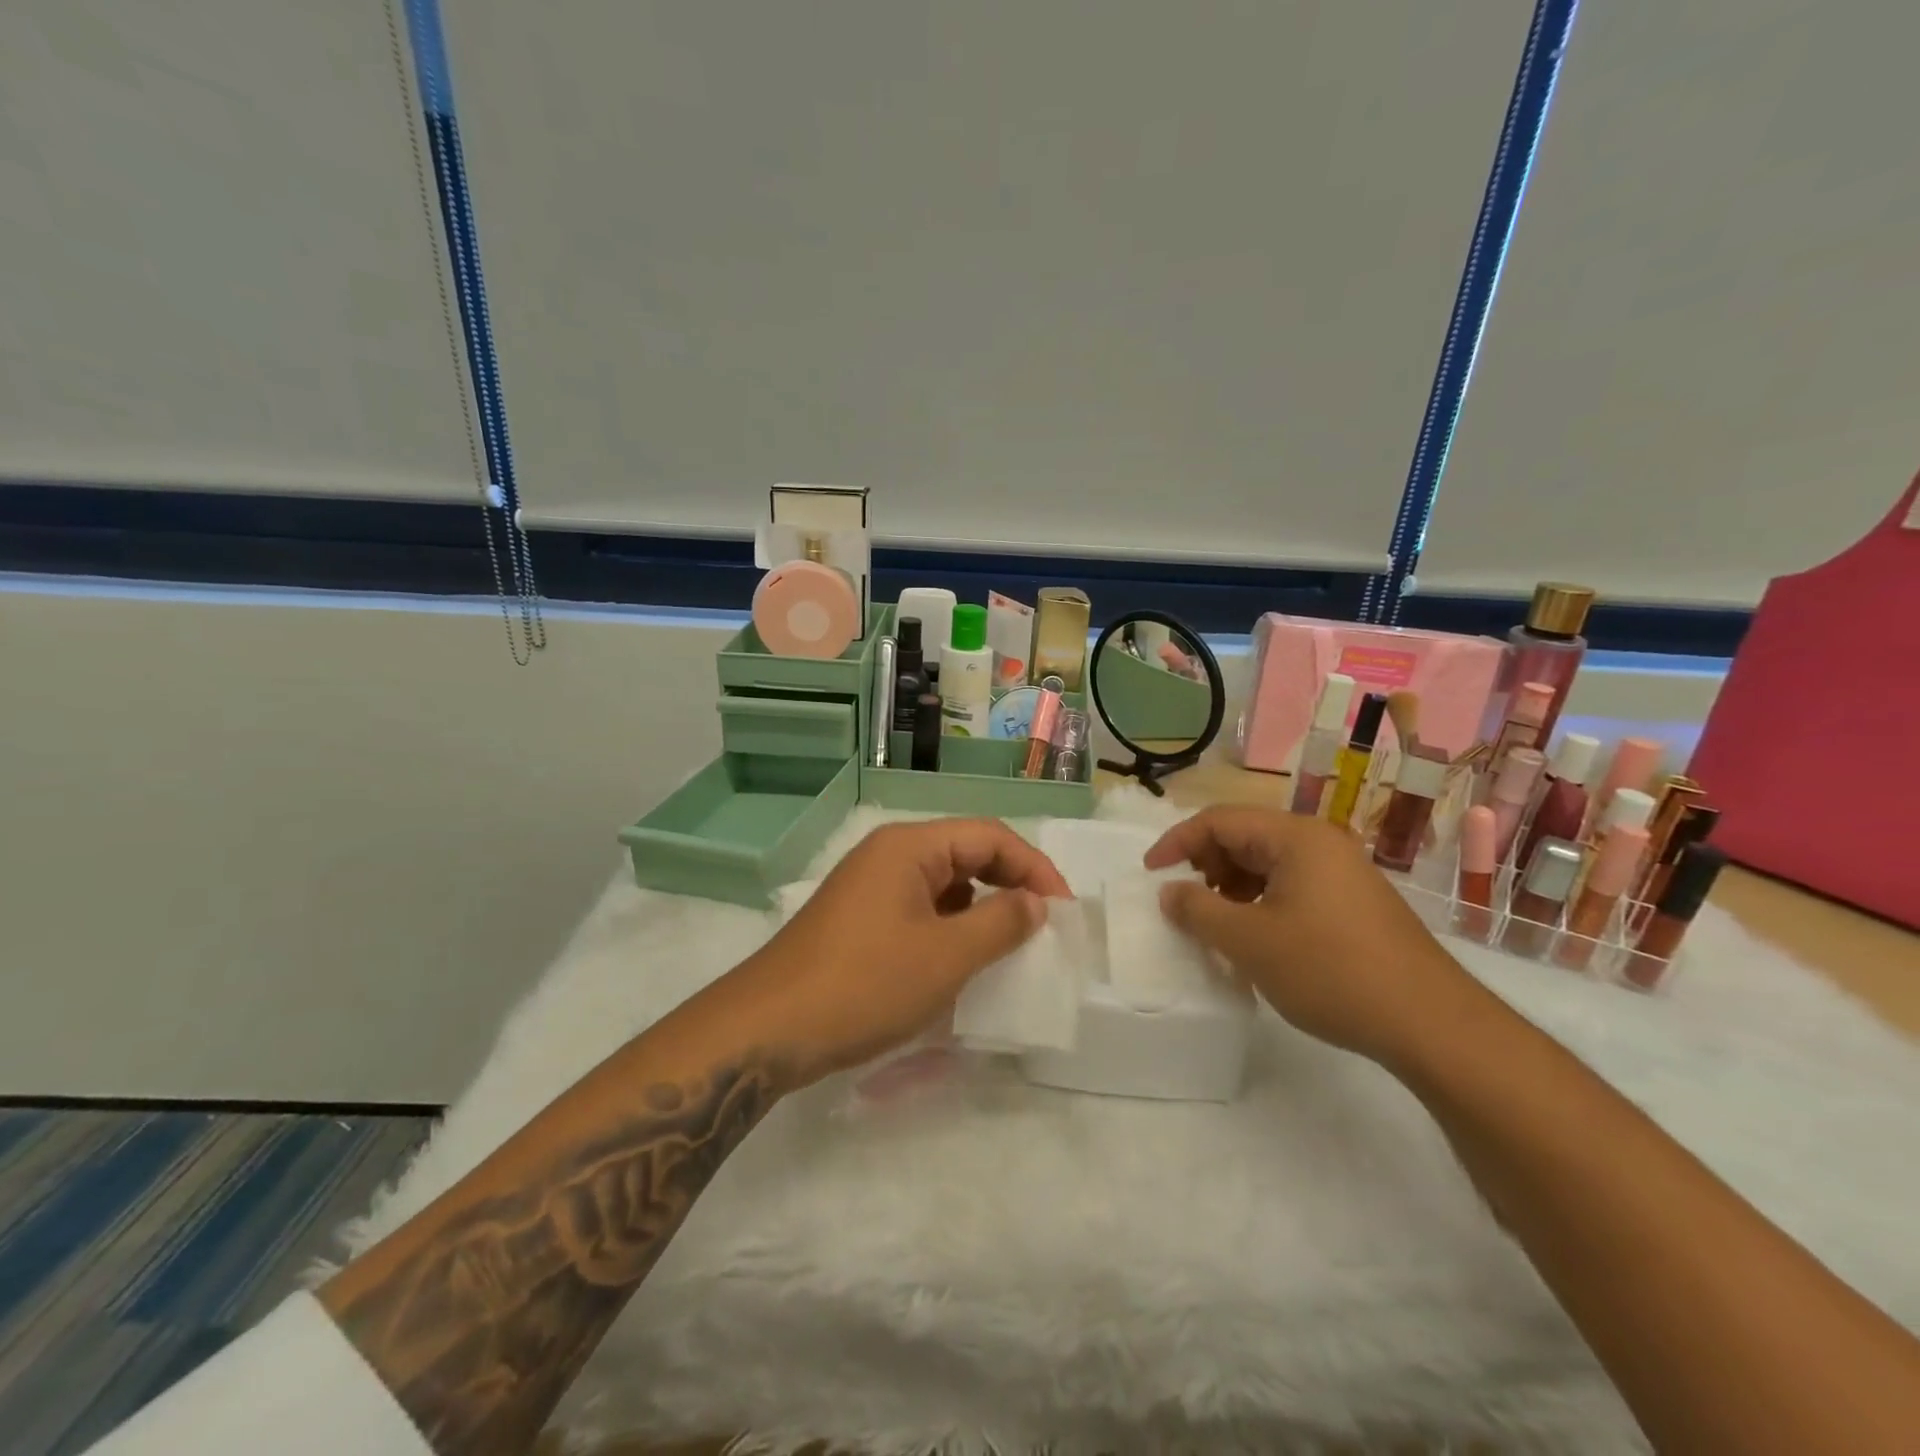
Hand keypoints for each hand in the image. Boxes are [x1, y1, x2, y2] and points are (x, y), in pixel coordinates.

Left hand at [728, 818, 1071, 1081]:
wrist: (767, 1030)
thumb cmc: (864, 984)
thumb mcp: (946, 956)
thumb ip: (1001, 923)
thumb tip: (1035, 903)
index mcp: (910, 846)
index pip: (990, 836)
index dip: (1034, 868)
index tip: (1063, 912)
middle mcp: (889, 855)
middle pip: (966, 854)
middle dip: (1010, 886)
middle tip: (1043, 928)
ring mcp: (870, 888)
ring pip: (944, 886)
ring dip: (981, 911)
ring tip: (1009, 949)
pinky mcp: (859, 921)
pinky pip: (920, 912)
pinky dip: (950, 931)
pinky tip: (961, 965)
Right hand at [1144, 804, 1476, 1067]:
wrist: (1431, 1023)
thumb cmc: (1330, 970)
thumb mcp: (1249, 941)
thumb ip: (1198, 910)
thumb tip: (1169, 892)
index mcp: (1295, 837)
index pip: (1219, 820)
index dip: (1177, 842)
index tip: (1150, 874)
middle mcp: (1320, 843)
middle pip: (1244, 837)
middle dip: (1206, 865)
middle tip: (1186, 902)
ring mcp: (1343, 872)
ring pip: (1268, 864)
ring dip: (1232, 886)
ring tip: (1218, 924)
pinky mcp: (1354, 903)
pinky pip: (1292, 886)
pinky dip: (1261, 902)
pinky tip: (1257, 938)